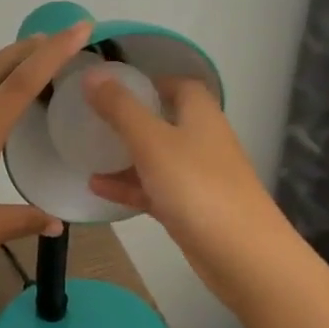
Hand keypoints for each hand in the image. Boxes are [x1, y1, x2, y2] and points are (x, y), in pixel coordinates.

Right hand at [83, 71, 288, 294]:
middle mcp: (202, 140)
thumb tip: (92, 73)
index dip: (149, 82)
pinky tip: (97, 188)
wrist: (241, 254)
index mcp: (200, 115)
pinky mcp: (190, 208)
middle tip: (92, 119)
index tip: (112, 87)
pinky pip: (154, 189)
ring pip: (157, 157)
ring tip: (86, 153)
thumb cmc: (196, 187)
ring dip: (125, 155)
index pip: (178, 84)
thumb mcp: (151, 141)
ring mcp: (198, 177)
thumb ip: (120, 108)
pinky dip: (129, 186)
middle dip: (130, 119)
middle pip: (165, 120)